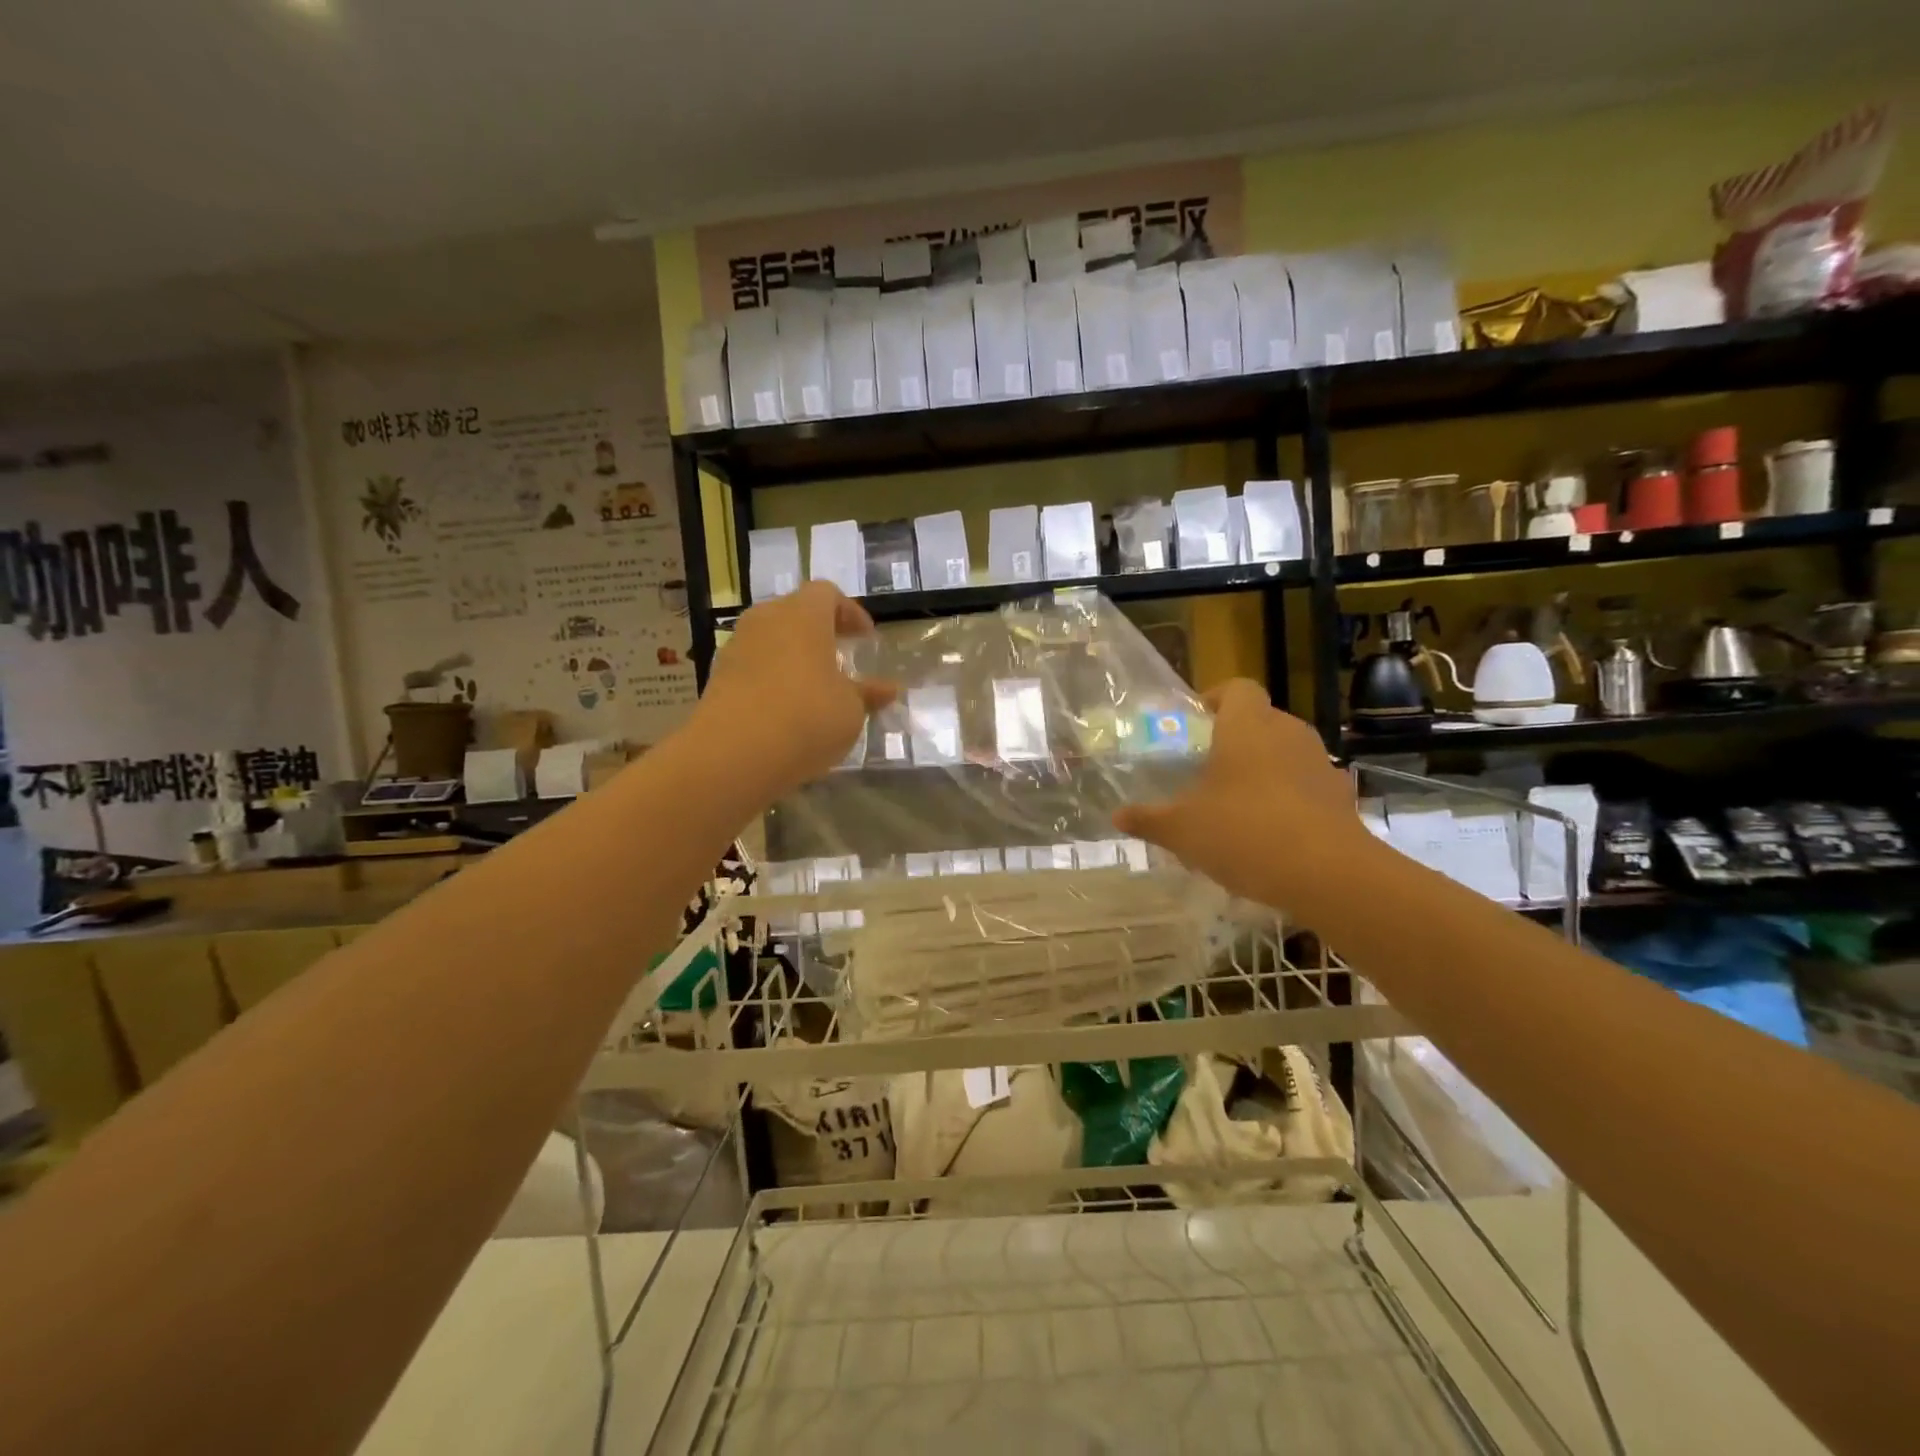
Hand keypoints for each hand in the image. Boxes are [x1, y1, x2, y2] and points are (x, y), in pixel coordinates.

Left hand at [697, 583, 897, 796]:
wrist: (734, 753)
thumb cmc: (807, 718)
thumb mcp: (850, 710)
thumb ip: (868, 694)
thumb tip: (889, 689)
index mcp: (803, 615)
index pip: (827, 594)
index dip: (849, 612)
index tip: (865, 638)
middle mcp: (766, 620)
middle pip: (795, 612)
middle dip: (819, 631)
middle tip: (840, 657)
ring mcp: (737, 646)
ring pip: (771, 639)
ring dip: (793, 655)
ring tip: (813, 686)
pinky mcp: (718, 676)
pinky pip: (753, 665)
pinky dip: (771, 677)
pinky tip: (785, 708)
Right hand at [1115, 679, 1376, 911]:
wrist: (1328, 874)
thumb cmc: (1244, 833)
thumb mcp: (1182, 830)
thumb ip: (1148, 819)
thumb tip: (1117, 816)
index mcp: (1247, 727)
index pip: (1236, 688)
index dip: (1216, 699)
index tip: (1196, 724)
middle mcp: (1288, 733)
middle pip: (1261, 720)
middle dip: (1235, 740)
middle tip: (1207, 771)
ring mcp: (1320, 764)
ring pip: (1286, 753)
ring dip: (1264, 770)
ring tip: (1238, 805)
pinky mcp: (1341, 797)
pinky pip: (1308, 786)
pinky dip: (1291, 799)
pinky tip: (1273, 833)